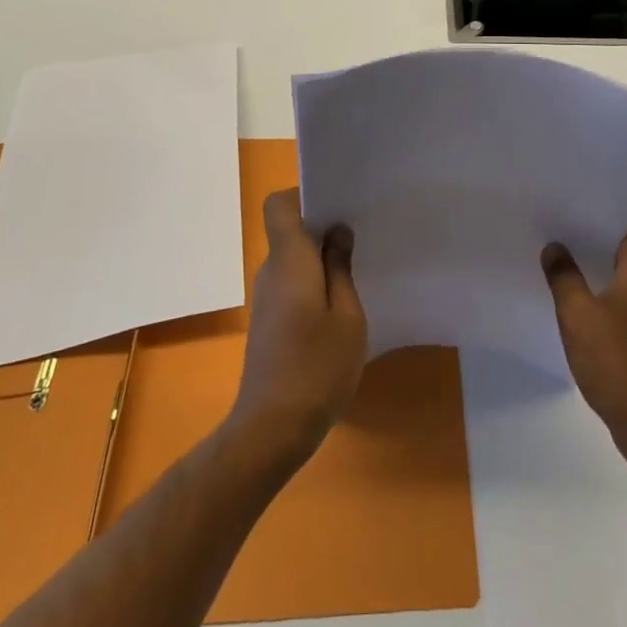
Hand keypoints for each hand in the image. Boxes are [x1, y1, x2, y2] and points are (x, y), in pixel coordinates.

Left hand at [227, 190, 366, 469]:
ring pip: (292, 259)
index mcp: (289, 260)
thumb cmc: (316, 368)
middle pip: (289, 230)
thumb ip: (341, 268)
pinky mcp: (268, 322)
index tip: (338, 205)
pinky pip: (290, 283)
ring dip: (320, 258)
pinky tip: (340, 307)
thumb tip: (337, 232)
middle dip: (322, 226)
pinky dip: (312, 283)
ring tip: (358, 269)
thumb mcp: (347, 316)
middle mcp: (271, 271)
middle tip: (361, 234)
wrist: (270, 431)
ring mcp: (266, 298)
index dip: (304, 195)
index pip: (279, 204)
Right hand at [544, 205, 626, 470]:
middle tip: (552, 213)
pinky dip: (598, 282)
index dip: (601, 197)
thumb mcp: (579, 313)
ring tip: (554, 245)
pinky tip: (568, 288)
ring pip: (620, 264)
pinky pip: (620, 289)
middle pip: (623, 235)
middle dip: (590, 224)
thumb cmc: (619, 360)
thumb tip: (554, 248)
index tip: (569, 189)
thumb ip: (563, 275)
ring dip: (592, 255)